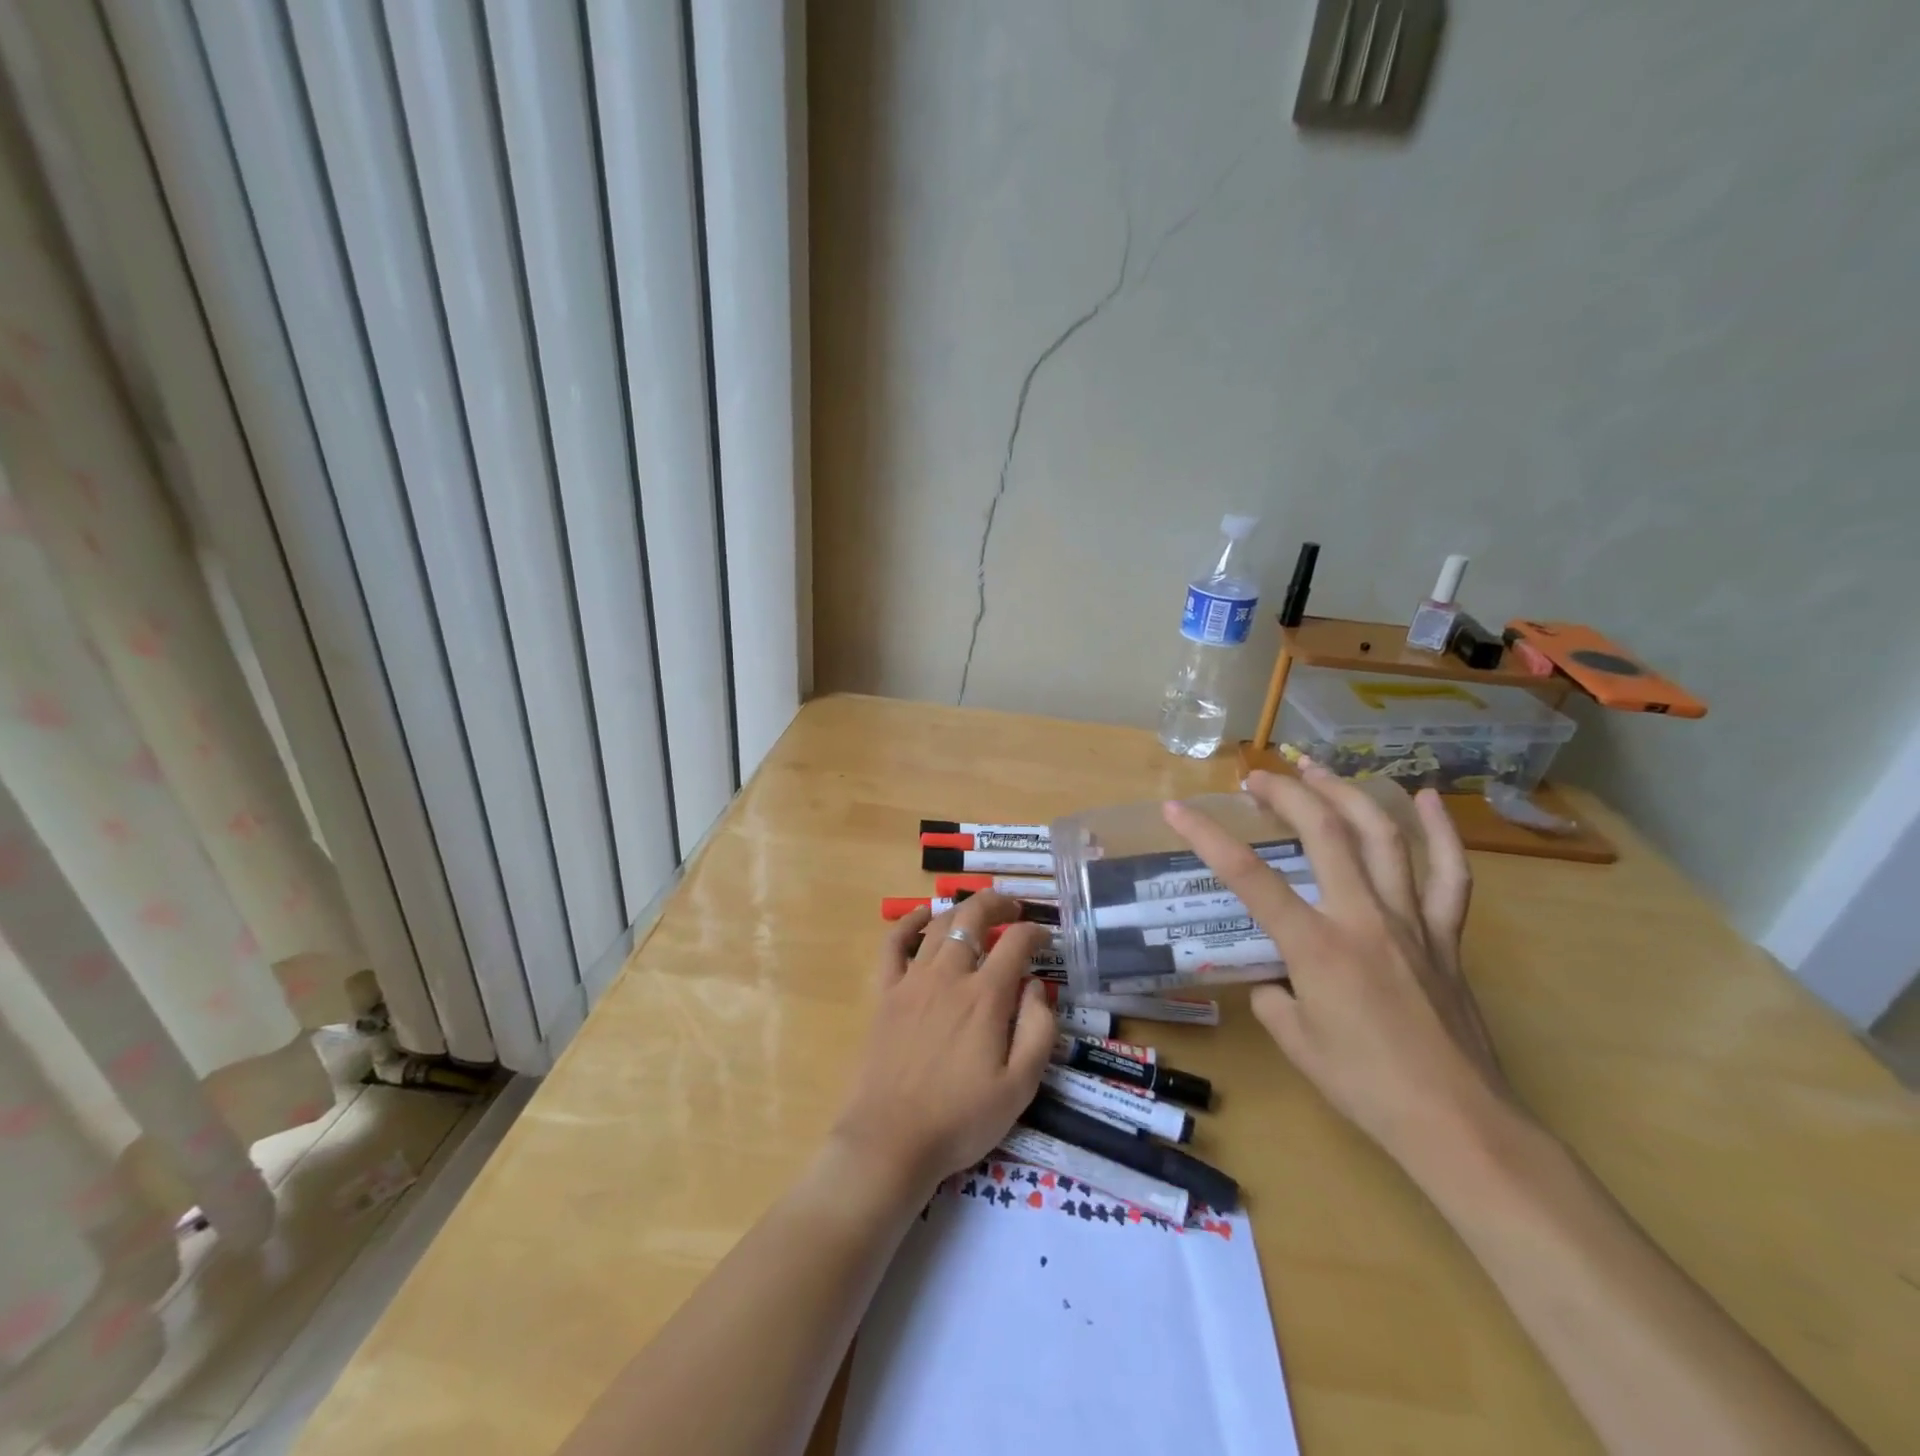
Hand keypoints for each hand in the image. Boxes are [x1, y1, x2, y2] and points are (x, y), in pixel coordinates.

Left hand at [830, 893, 1056, 1194]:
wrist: (891, 1140)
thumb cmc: (961, 1119)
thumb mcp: (1020, 1087)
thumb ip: (1038, 1031)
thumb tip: (1037, 987)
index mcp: (986, 997)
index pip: (1016, 943)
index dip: (1035, 931)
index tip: (1045, 936)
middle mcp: (949, 976)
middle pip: (974, 918)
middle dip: (998, 903)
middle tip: (1014, 906)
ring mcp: (912, 981)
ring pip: (939, 925)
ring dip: (962, 909)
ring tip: (979, 911)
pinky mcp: (886, 993)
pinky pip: (894, 944)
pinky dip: (909, 922)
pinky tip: (923, 915)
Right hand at [1163, 765, 1514, 1168]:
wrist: (1458, 1124)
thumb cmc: (1367, 1088)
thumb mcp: (1297, 1044)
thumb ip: (1275, 1000)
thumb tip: (1276, 982)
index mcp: (1317, 947)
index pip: (1249, 878)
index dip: (1207, 838)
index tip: (1177, 810)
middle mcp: (1363, 918)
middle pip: (1324, 833)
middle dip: (1286, 794)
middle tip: (1257, 777)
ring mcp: (1411, 921)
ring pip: (1381, 837)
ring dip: (1346, 794)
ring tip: (1318, 768)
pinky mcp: (1447, 936)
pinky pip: (1450, 874)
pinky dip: (1440, 831)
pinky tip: (1425, 798)